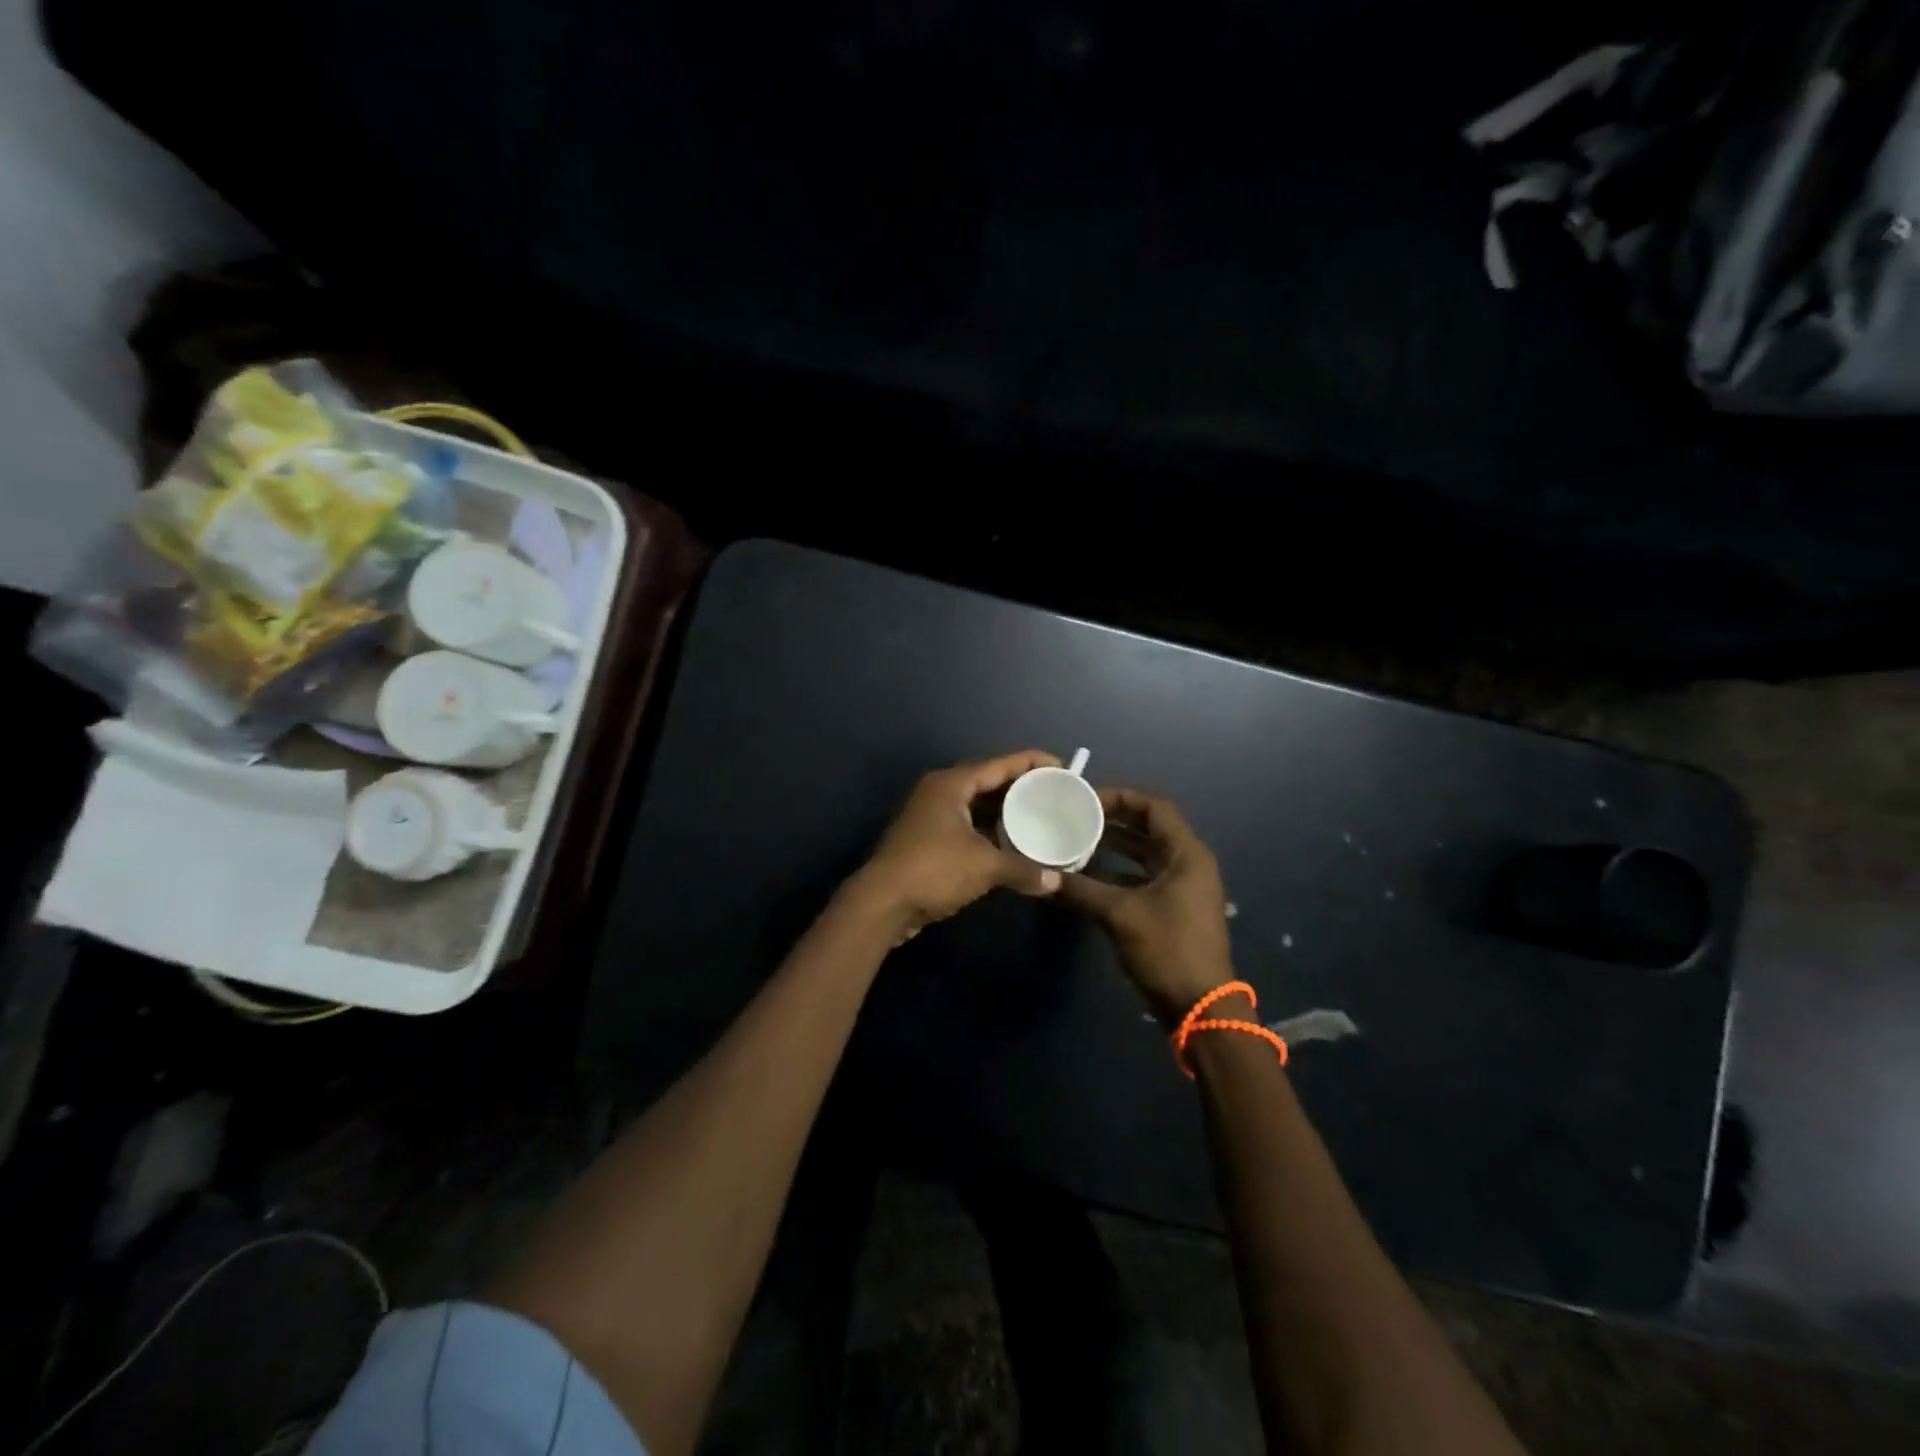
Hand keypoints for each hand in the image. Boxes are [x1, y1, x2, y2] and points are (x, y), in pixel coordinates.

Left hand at [849, 751, 1065, 941]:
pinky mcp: (927, 840)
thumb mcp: (984, 866)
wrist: (882, 904)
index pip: (999, 764)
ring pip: (976, 807)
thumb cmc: (934, 870)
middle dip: (1020, 788)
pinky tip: (1012, 844)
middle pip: (987, 782)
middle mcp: (940, 793)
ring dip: (1005, 813)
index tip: (1061, 767)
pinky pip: (968, 826)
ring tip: (1039, 817)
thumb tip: (1055, 881)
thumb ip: (1022, 869)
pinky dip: (990, 832)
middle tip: (1054, 794)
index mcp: (951, 784)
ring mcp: (931, 817)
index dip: (1031, 763)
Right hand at [1057, 787, 1235, 1026]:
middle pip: (1149, 828)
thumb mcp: (1120, 915)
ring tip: (1076, 839)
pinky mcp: (1173, 909)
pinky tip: (1086, 876)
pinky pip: (1142, 877)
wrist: (1200, 1007)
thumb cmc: (1168, 949)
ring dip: (1113, 846)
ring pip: (1144, 854)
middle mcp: (1188, 864)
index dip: (1120, 797)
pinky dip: (1117, 872)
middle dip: (1113, 820)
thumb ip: (1081, 890)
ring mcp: (1182, 887)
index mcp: (1187, 854)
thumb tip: (1042, 876)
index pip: (1154, 808)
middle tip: (1075, 816)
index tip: (1085, 798)